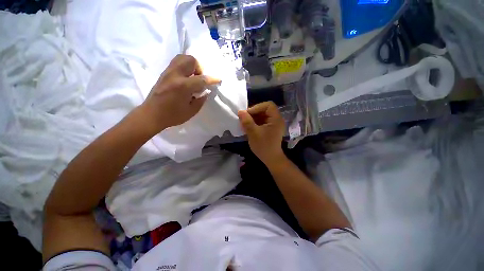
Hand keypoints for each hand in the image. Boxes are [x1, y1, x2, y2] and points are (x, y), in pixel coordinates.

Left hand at [138, 54, 219, 133]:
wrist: (151, 115)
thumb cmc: (173, 116)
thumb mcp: (191, 111)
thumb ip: (201, 100)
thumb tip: (205, 91)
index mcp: (183, 87)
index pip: (201, 79)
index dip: (212, 79)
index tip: (218, 79)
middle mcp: (175, 75)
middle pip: (190, 60)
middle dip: (199, 68)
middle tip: (199, 79)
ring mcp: (168, 72)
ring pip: (182, 58)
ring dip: (191, 65)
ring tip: (192, 77)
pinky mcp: (164, 73)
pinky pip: (176, 63)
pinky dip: (184, 67)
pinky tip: (185, 78)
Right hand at [238, 101, 285, 164]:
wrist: (271, 159)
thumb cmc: (263, 146)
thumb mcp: (253, 133)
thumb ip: (247, 121)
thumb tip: (240, 111)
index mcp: (276, 119)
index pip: (268, 105)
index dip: (257, 107)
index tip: (248, 114)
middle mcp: (277, 119)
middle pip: (265, 109)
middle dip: (254, 113)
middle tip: (245, 118)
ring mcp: (274, 124)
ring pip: (263, 115)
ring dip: (254, 117)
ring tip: (245, 123)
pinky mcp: (271, 128)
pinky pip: (263, 121)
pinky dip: (255, 122)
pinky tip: (249, 127)